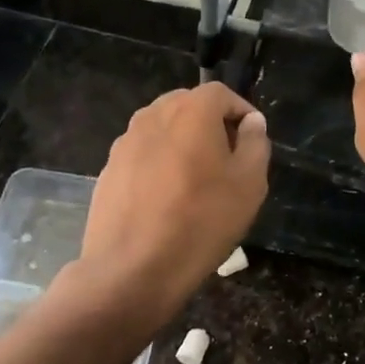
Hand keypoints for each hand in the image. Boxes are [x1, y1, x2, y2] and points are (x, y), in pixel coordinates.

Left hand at [77, 82, 269, 320]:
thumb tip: (251, 123)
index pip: (221, 93)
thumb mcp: (249, 184)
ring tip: (196, 184)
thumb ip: (255, 144)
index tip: (252, 143)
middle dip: (211, 125)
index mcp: (190, 111)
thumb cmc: (201, 222)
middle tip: (227, 162)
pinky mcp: (109, 169)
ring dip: (183, 144)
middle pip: (188, 106)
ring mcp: (125, 142)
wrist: (131, 270)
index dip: (241, 113)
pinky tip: (166, 201)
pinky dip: (159, 165)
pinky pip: (143, 155)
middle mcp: (153, 115)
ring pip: (163, 130)